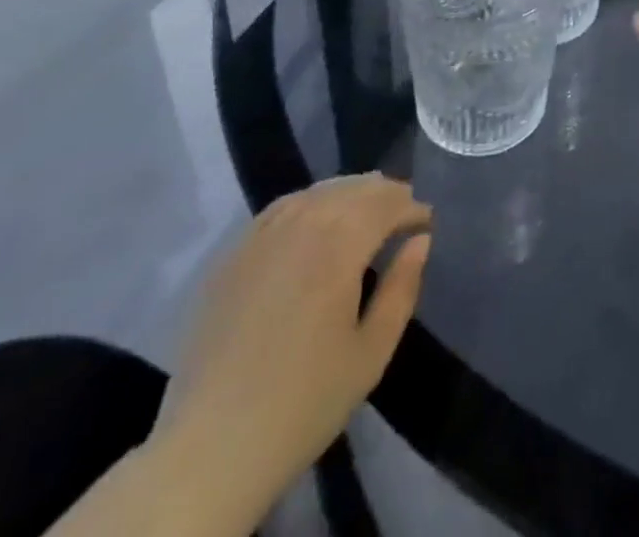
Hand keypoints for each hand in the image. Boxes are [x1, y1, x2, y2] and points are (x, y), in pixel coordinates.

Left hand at [153, 175, 430, 519]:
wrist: (211, 449)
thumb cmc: (304, 403)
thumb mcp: (371, 353)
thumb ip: (402, 288)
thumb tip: (420, 240)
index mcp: (339, 246)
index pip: (388, 203)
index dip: (413, 208)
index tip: (427, 224)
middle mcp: (302, 225)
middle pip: (355, 189)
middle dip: (386, 195)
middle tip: (404, 214)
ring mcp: (262, 235)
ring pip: (319, 191)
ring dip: (350, 194)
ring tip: (367, 213)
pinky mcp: (233, 253)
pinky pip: (282, 207)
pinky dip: (310, 202)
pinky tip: (317, 220)